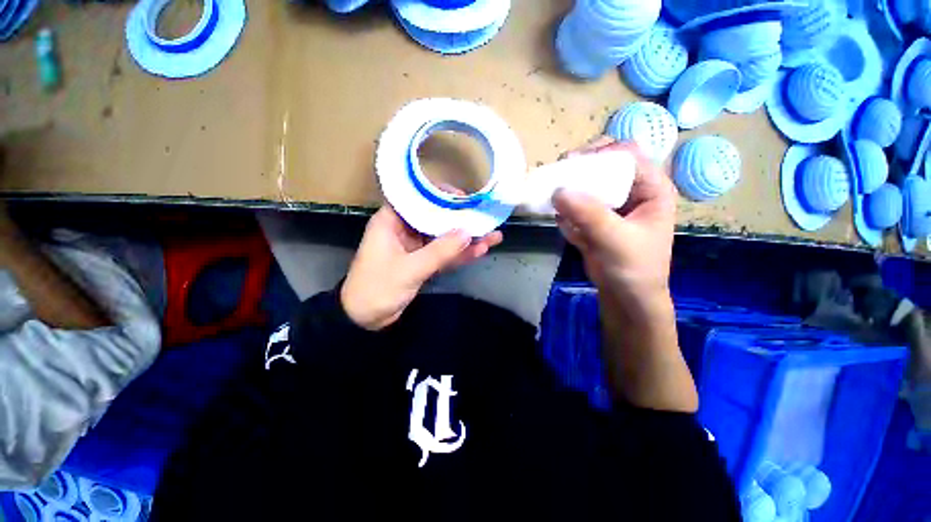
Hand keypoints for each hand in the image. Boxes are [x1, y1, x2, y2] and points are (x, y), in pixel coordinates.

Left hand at [341, 205, 502, 330]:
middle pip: (436, 218)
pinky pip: (444, 255)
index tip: (463, 198)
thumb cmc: (378, 288)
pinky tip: (481, 250)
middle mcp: (404, 230)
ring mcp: (416, 248)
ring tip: (493, 235)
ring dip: (466, 239)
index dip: (440, 194)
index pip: (417, 198)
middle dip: (461, 219)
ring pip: (443, 238)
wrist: (365, 320)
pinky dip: (460, 254)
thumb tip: (468, 233)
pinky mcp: (423, 263)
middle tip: (485, 217)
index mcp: (391, 221)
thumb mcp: (410, 269)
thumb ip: (439, 251)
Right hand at [553, 137, 696, 412]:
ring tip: (554, 202)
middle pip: (604, 166)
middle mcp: (632, 192)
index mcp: (651, 189)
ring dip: (568, 191)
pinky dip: (566, 212)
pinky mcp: (595, 219)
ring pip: (587, 186)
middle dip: (579, 170)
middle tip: (557, 177)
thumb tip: (558, 191)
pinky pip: (577, 206)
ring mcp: (611, 206)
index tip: (572, 163)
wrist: (626, 297)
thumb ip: (589, 214)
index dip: (601, 152)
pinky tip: (566, 227)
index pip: (628, 155)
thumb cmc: (634, 268)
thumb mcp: (615, 240)